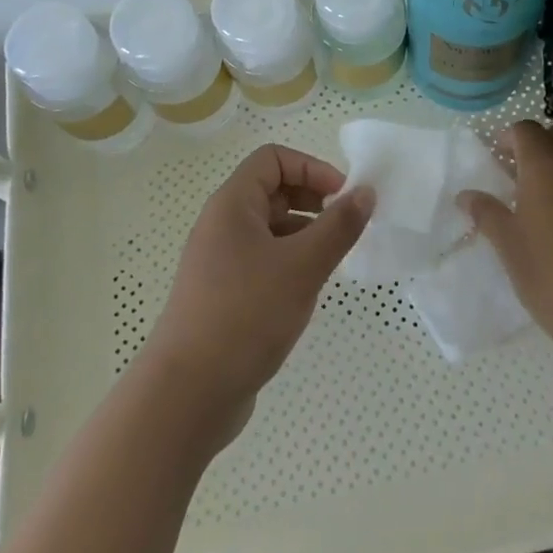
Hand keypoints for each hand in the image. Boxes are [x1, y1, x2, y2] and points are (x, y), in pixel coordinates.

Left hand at [140, 144, 373, 440]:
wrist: (188, 394)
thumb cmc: (245, 315)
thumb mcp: (302, 266)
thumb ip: (339, 226)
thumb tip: (365, 192)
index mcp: (232, 205)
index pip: (273, 159)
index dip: (311, 168)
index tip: (343, 197)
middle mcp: (221, 225)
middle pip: (271, 190)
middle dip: (312, 200)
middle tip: (344, 227)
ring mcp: (219, 261)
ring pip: (269, 228)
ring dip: (304, 234)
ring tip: (332, 261)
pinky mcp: (222, 295)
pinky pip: (262, 260)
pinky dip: (289, 263)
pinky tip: (307, 291)